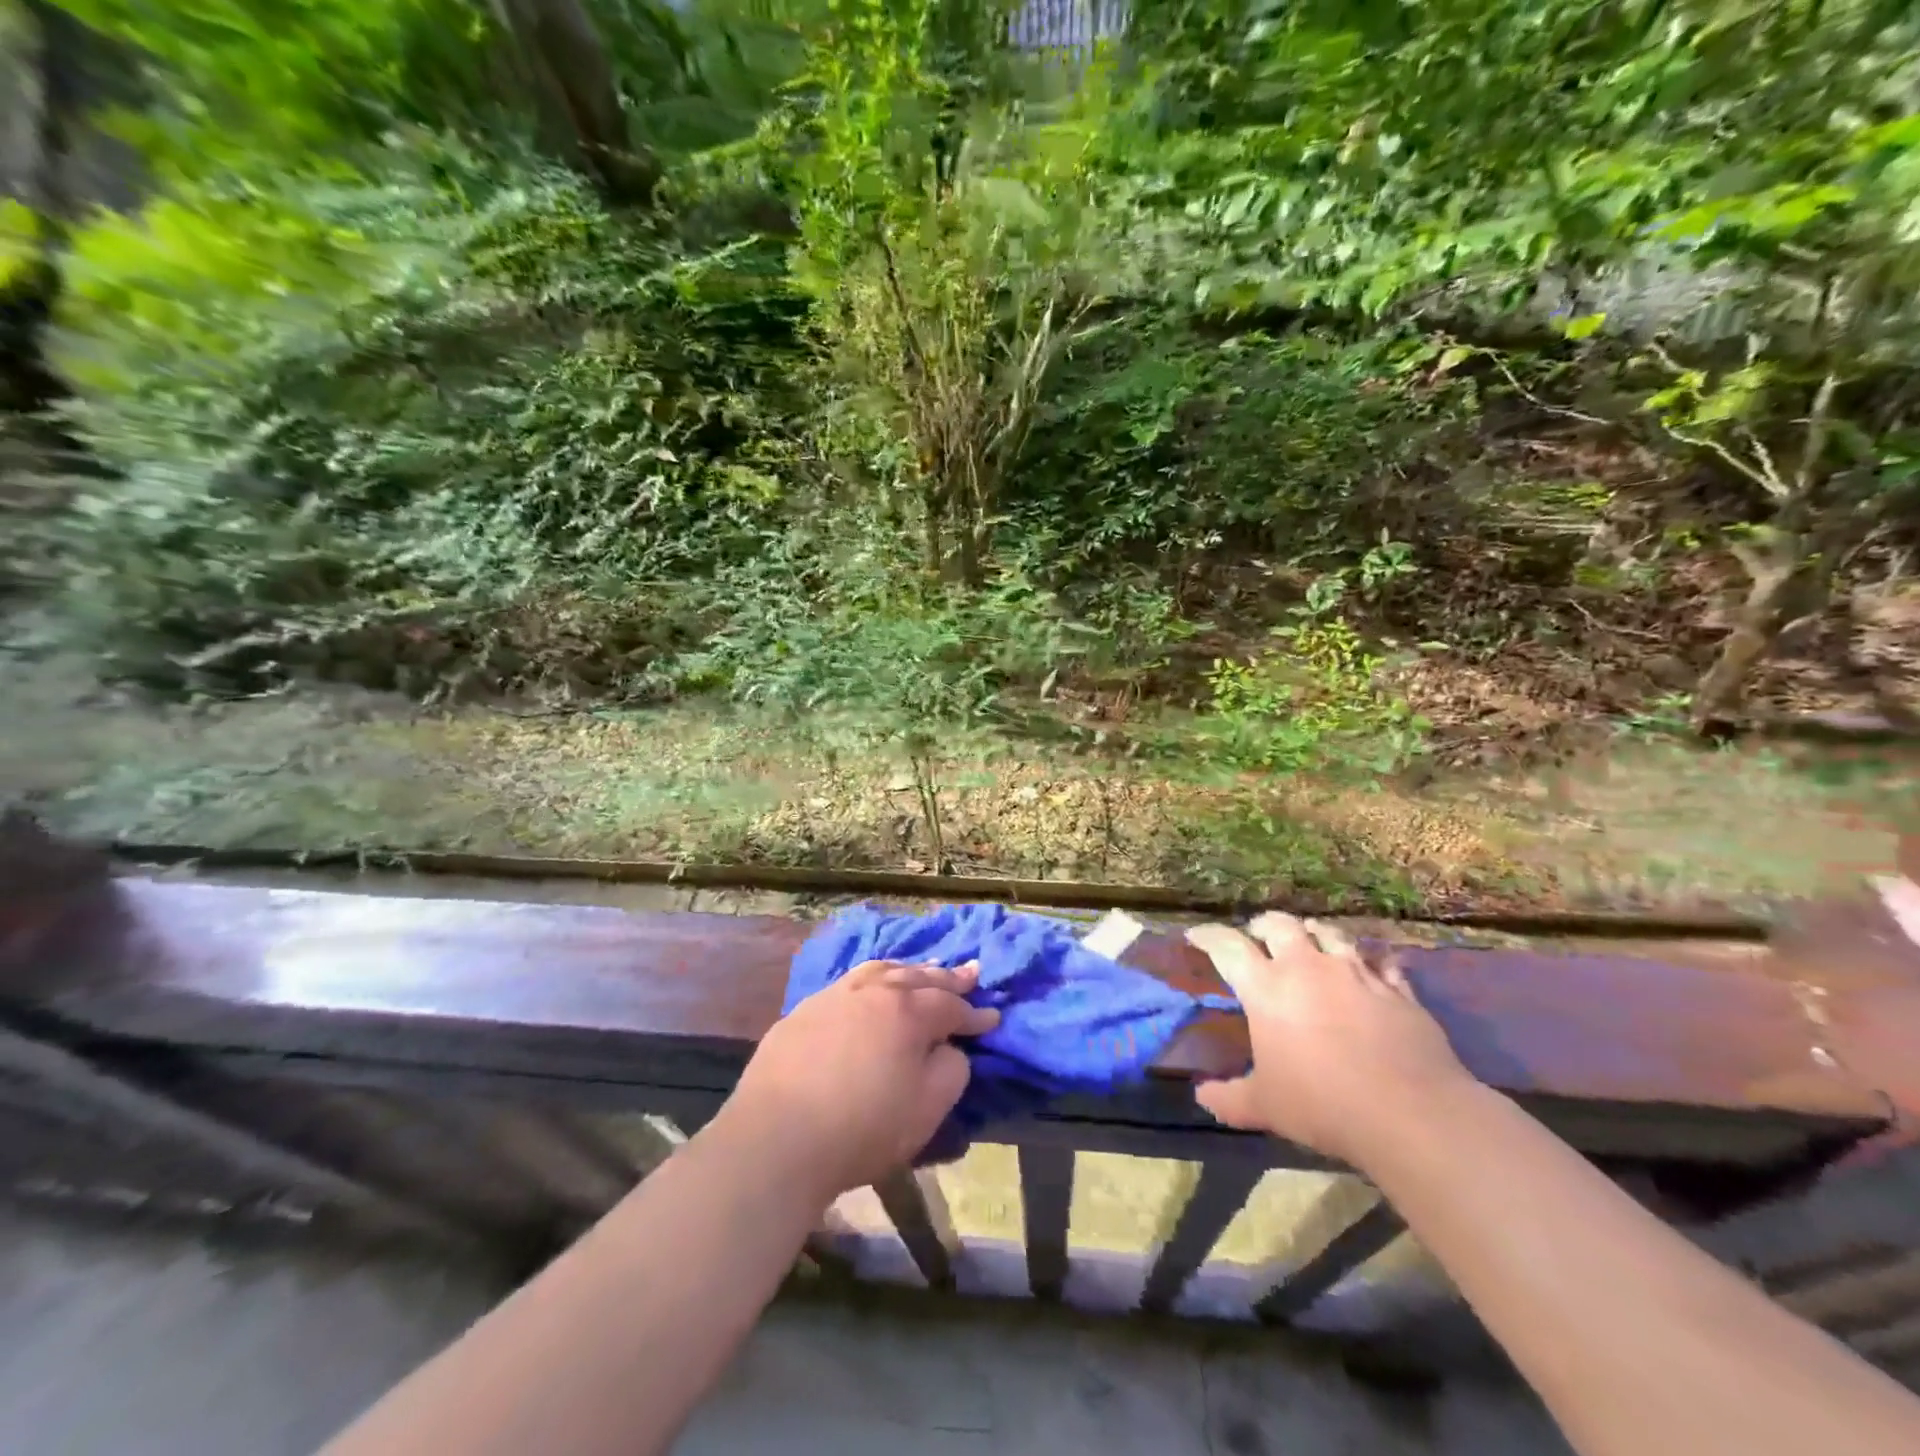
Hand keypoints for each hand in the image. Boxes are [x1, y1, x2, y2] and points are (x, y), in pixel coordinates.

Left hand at [718, 960, 999, 1202]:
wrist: (776, 1140)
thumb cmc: (863, 1128)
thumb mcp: (927, 1109)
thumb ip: (952, 1070)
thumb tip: (949, 1048)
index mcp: (907, 1011)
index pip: (951, 1006)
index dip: (975, 1014)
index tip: (993, 1017)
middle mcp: (872, 991)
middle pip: (917, 977)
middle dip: (947, 978)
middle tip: (969, 974)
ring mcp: (833, 997)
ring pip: (879, 972)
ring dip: (907, 971)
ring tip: (922, 969)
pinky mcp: (802, 1012)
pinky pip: (848, 984)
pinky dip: (871, 981)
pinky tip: (869, 989)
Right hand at [1186, 913, 1478, 1169]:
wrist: (1412, 1113)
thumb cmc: (1323, 1104)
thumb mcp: (1264, 1107)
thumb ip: (1228, 1098)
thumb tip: (1201, 1096)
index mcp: (1266, 988)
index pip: (1227, 946)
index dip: (1208, 936)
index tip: (1196, 935)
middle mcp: (1307, 968)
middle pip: (1279, 925)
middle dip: (1263, 926)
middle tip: (1257, 936)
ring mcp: (1355, 973)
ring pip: (1329, 933)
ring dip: (1312, 934)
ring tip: (1309, 943)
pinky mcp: (1396, 989)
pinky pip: (1380, 961)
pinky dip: (1368, 961)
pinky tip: (1369, 969)